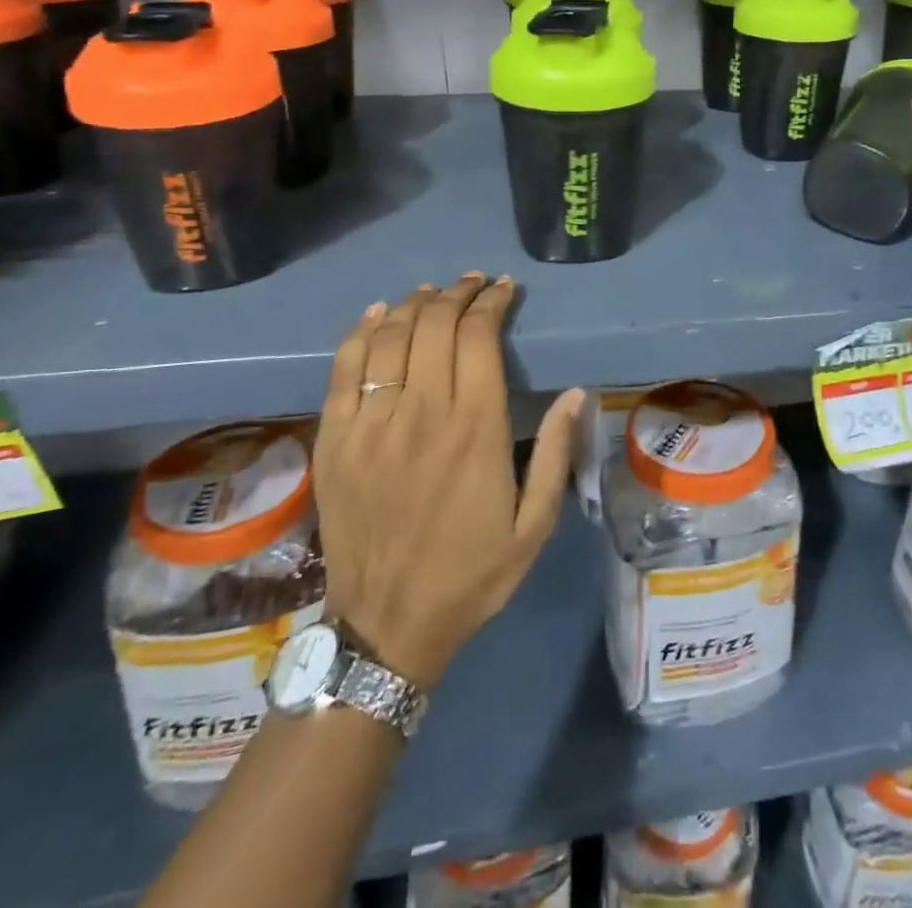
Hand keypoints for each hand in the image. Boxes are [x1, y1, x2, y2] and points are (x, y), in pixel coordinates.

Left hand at [314, 274, 582, 690]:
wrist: (388, 626)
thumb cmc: (472, 574)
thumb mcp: (534, 525)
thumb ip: (556, 454)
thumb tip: (576, 393)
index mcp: (475, 428)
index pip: (479, 337)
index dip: (492, 303)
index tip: (504, 289)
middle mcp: (422, 413)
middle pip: (434, 325)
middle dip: (457, 294)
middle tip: (472, 284)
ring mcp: (371, 424)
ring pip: (390, 337)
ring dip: (414, 305)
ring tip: (432, 294)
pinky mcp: (335, 440)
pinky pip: (344, 370)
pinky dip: (361, 333)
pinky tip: (377, 315)